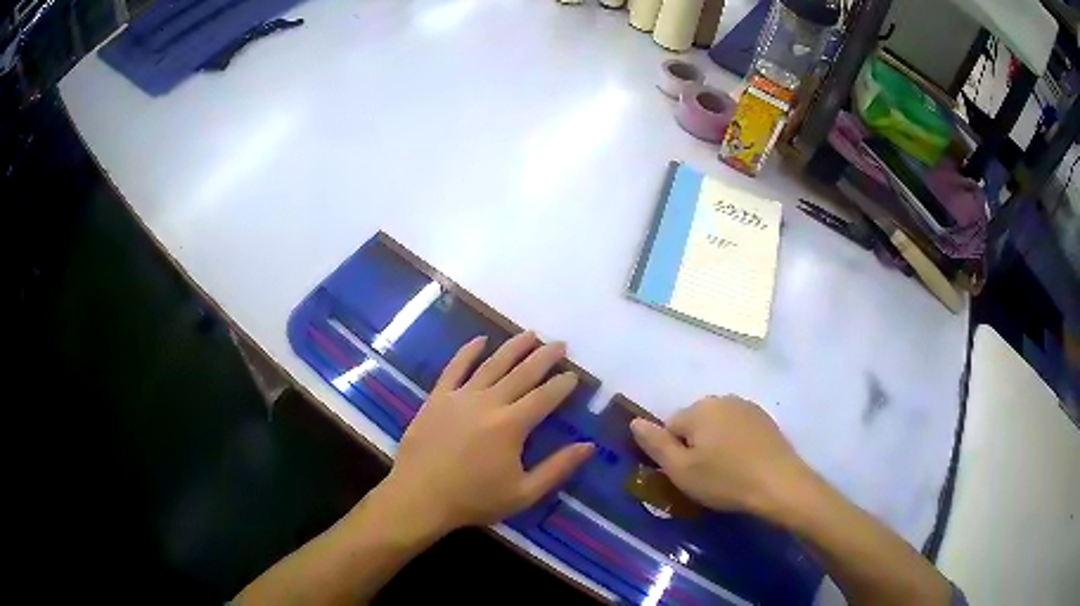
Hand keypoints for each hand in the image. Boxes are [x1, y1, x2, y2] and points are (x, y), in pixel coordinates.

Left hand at [376, 332, 593, 535]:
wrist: (420, 497)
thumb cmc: (474, 500)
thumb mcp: (524, 493)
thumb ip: (558, 468)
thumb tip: (589, 446)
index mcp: (512, 426)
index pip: (544, 397)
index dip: (562, 384)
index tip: (574, 374)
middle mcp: (489, 402)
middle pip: (522, 373)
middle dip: (544, 357)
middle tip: (560, 344)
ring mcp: (460, 396)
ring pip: (493, 364)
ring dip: (513, 347)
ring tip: (531, 334)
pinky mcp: (437, 398)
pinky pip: (455, 368)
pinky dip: (468, 351)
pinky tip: (480, 339)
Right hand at [629, 395, 807, 515]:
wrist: (779, 484)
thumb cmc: (725, 479)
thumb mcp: (681, 470)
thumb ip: (655, 444)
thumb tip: (634, 421)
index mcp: (699, 409)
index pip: (670, 427)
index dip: (674, 454)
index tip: (687, 475)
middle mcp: (722, 399)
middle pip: (694, 423)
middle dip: (695, 446)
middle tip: (705, 476)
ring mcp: (746, 407)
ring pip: (717, 426)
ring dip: (715, 444)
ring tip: (726, 472)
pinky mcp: (764, 419)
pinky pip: (737, 429)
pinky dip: (735, 444)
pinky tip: (743, 464)